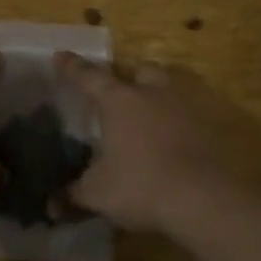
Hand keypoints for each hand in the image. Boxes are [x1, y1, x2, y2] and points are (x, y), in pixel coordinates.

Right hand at [55, 54, 229, 233]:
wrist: (202, 199)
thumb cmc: (140, 185)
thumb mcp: (98, 193)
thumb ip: (74, 193)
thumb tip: (52, 204)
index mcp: (119, 101)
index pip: (90, 77)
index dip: (73, 67)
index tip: (61, 56)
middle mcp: (152, 93)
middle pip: (141, 72)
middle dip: (130, 79)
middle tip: (121, 95)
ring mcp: (184, 108)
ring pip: (169, 89)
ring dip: (158, 97)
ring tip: (150, 118)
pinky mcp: (208, 128)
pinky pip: (188, 117)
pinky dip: (179, 124)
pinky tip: (173, 144)